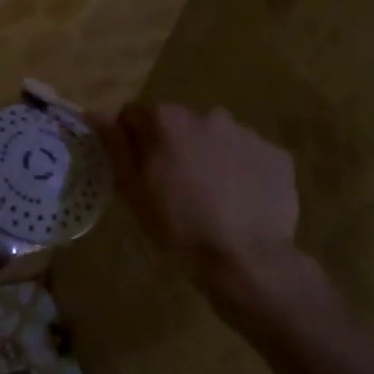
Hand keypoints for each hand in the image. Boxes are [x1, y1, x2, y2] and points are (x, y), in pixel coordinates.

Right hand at [93, 103, 324, 310]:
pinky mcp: (277, 154)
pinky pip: (250, 155)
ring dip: (210, 155)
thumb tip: (96, 114)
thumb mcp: (133, 191)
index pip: (136, 116)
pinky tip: (241, 201)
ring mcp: (246, 133)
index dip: (133, 142)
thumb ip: (115, 146)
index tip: (141, 172)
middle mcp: (207, 115)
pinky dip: (243, 170)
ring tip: (213, 196)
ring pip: (217, 137)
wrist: (246, 259)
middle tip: (177, 187)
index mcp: (167, 121)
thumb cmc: (179, 226)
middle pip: (180, 124)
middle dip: (175, 146)